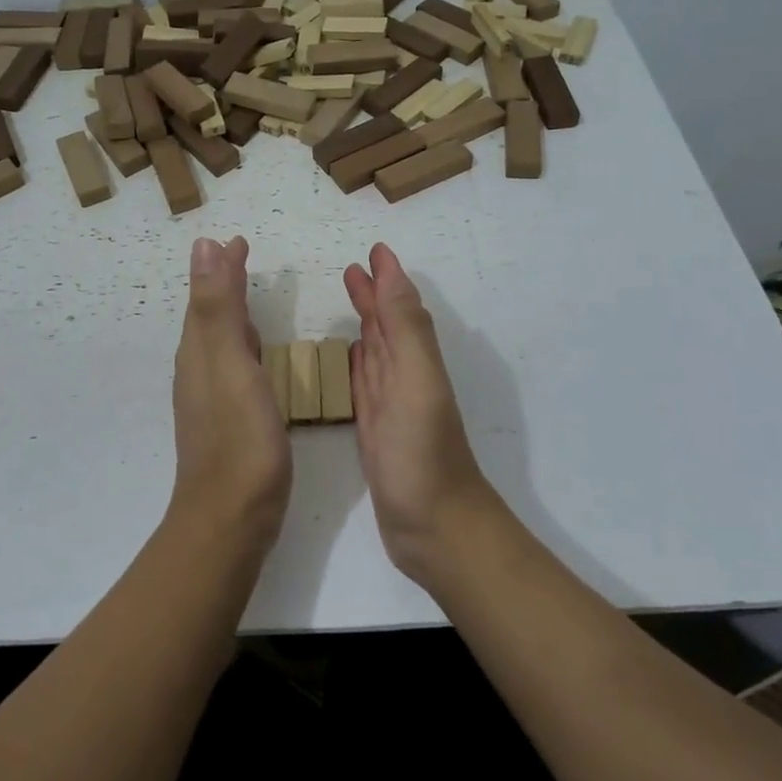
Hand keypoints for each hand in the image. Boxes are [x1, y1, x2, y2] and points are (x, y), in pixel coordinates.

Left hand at [170, 237, 291, 550]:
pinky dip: (242, 347)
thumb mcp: (229, 362)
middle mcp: (198, 371)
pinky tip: (255, 357)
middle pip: (208, 316)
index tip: (235, 240)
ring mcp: (211, 399)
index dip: (219, 267)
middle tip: (241, 257)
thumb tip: (203, 246)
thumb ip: (218, 306)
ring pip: (218, 342)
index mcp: (199, 352)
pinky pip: (232, 367)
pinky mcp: (227, 421)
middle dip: (223, 284)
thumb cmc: (238, 438)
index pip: (206, 297)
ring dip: (231, 314)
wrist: (231, 517)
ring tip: (248, 297)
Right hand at [344, 244, 504, 583]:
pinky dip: (356, 364)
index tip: (374, 251)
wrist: (434, 529)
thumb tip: (391, 271)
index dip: (388, 279)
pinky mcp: (374, 431)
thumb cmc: (423, 454)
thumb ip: (405, 327)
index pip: (400, 308)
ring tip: (347, 302)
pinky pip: (363, 384)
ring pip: (375, 351)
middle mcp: (404, 376)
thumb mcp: (417, 381)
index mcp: (415, 360)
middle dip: (372, 296)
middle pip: (386, 325)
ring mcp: (389, 405)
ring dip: (364, 324)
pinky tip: (348, 357)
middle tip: (350, 271)